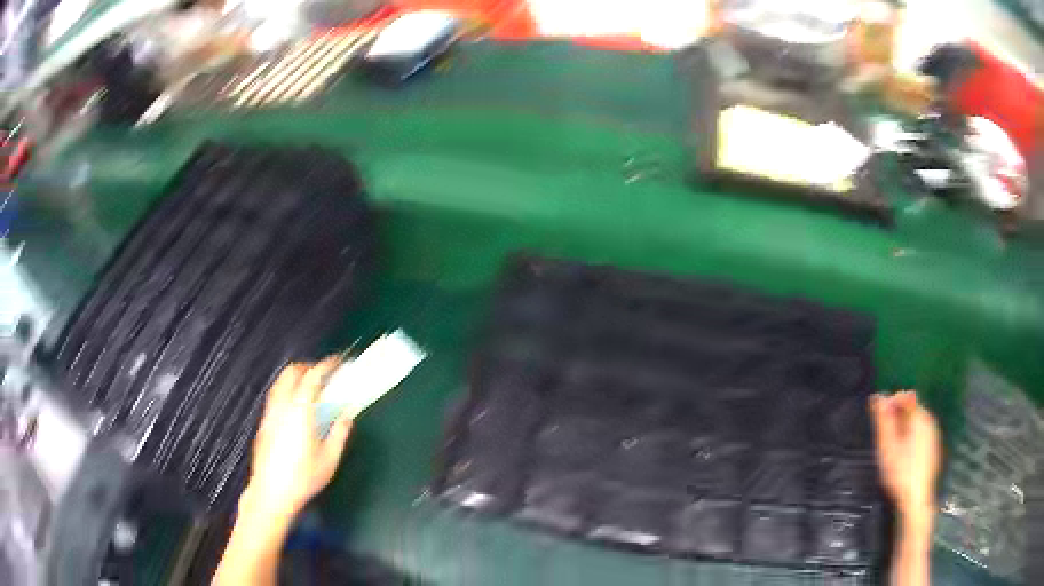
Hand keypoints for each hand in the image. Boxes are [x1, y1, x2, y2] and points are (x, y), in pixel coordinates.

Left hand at [240, 358, 353, 525]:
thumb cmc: (303, 478)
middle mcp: (282, 407)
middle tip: (323, 374)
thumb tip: (346, 416)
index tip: (337, 362)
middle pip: (290, 373)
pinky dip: (287, 391)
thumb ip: (339, 434)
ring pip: (280, 383)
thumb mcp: (329, 460)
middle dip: (307, 367)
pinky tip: (295, 407)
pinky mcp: (263, 424)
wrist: (271, 493)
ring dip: (295, 378)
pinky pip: (275, 397)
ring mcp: (269, 415)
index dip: (325, 366)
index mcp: (300, 412)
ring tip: (309, 388)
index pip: (312, 377)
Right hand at [870, 391, 941, 522]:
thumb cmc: (900, 473)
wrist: (916, 499)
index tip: (879, 417)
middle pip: (912, 409)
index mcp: (920, 418)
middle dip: (897, 416)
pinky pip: (920, 433)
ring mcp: (933, 435)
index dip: (892, 402)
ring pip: (916, 422)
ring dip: (903, 427)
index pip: (906, 397)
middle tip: (883, 435)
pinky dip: (910, 436)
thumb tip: (878, 398)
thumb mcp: (888, 447)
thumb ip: (884, 422)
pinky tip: (902, 455)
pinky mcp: (933, 448)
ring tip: (891, 446)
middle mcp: (930, 421)